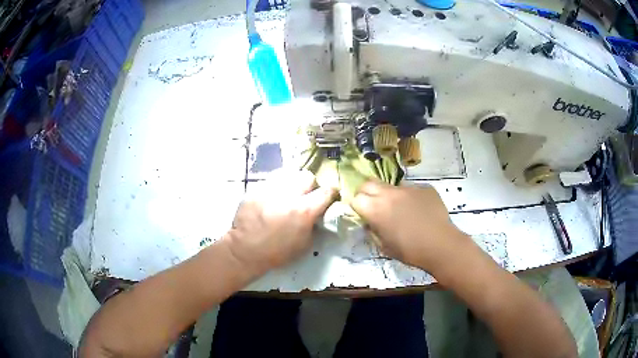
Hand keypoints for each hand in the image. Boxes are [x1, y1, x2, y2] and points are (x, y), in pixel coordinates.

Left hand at [226, 170, 336, 275]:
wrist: (245, 250)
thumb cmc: (277, 252)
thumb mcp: (305, 245)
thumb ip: (314, 225)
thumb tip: (318, 215)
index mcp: (305, 210)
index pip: (326, 192)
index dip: (332, 193)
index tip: (330, 196)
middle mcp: (289, 195)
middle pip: (307, 177)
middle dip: (310, 185)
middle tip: (306, 196)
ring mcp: (271, 190)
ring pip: (288, 175)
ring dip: (292, 184)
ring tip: (288, 195)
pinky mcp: (256, 189)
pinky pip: (271, 181)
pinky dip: (276, 187)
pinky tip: (272, 198)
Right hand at [351, 181, 469, 271]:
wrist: (441, 245)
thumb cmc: (409, 250)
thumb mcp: (384, 246)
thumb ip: (372, 231)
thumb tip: (370, 224)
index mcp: (376, 209)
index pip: (356, 198)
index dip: (357, 206)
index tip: (362, 213)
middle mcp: (389, 193)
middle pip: (369, 183)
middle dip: (367, 193)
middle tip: (374, 205)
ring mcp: (408, 188)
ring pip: (392, 186)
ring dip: (390, 195)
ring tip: (401, 210)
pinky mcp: (424, 188)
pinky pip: (411, 189)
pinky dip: (410, 198)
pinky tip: (419, 211)